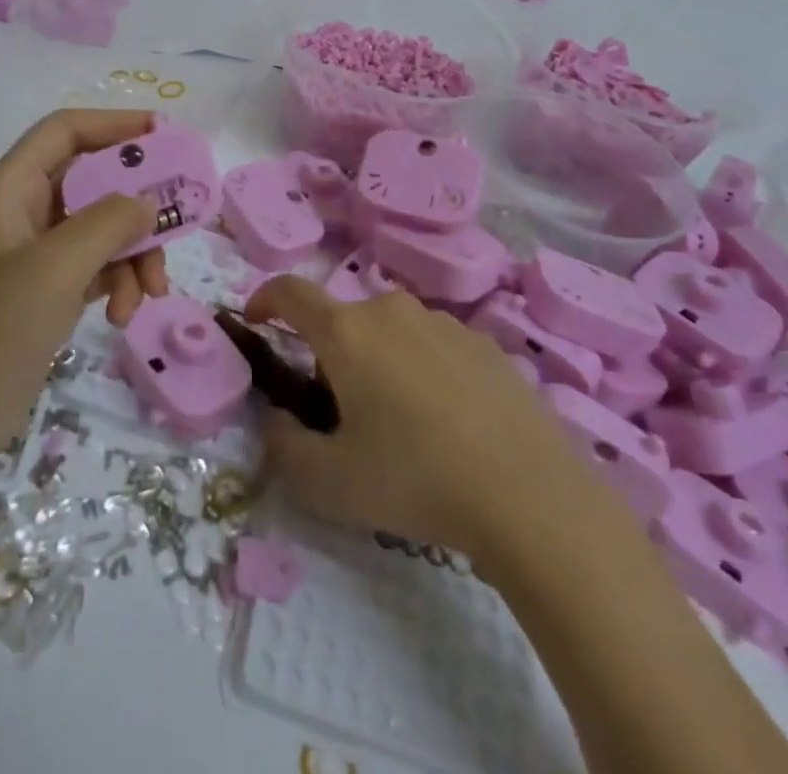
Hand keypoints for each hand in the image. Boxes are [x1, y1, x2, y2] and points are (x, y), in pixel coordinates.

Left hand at [0, 110, 168, 464]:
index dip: (114, 124)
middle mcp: (27, 208)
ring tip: (149, 293)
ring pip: (106, 226)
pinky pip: (101, 264)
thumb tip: (149, 200)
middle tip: (177, 218)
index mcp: (13, 187)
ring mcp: (41, 250)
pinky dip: (120, 282)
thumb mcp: (54, 268)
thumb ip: (107, 223)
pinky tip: (123, 315)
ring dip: (134, 255)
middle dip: (137, 204)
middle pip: (96, 179)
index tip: (164, 135)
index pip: (67, 131)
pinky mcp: (53, 286)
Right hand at [245, 275, 607, 562]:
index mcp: (346, 332)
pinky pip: (434, 346)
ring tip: (401, 423)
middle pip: (344, 320)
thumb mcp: (329, 483)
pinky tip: (449, 422)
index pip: (290, 292)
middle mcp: (390, 310)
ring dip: (379, 361)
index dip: (264, 298)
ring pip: (391, 332)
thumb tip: (279, 419)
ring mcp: (443, 322)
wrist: (529, 495)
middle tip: (341, 411)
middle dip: (330, 355)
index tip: (257, 320)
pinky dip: (423, 369)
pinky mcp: (484, 343)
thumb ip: (284, 446)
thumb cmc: (414, 481)